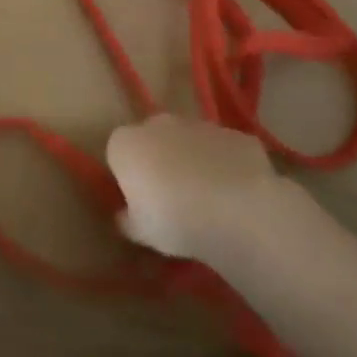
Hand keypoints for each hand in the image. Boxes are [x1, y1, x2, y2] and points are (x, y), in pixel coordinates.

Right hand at [104, 114, 290, 262]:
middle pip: (153, 139)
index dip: (128, 176)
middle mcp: (158, 124)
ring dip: (193, 161)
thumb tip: (125, 216)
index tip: (139, 200)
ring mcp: (201, 126)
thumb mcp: (140, 232)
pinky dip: (227, 166)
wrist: (239, 213)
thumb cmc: (174, 221)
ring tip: (208, 199)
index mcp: (125, 143)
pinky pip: (225, 151)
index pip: (118, 153)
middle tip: (171, 197)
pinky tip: (237, 196)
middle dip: (159, 160)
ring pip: (190, 142)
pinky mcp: (237, 135)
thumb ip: (127, 219)